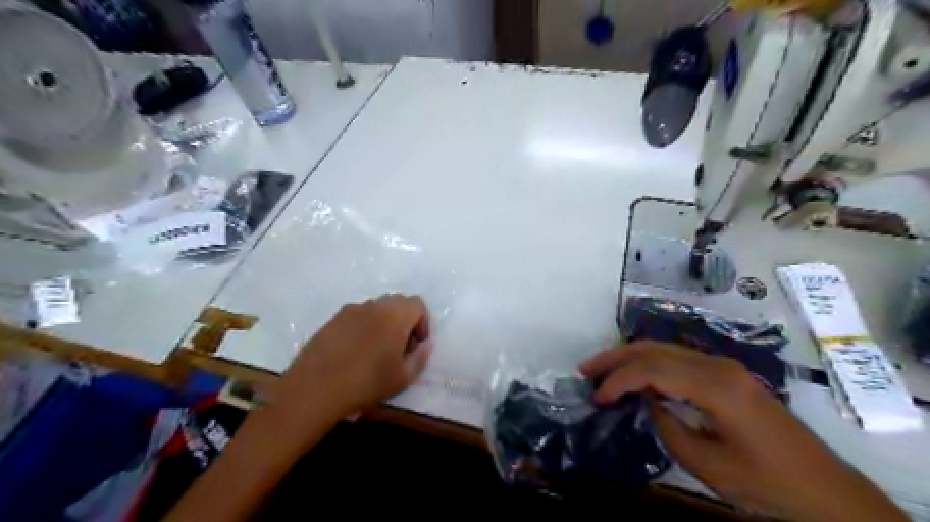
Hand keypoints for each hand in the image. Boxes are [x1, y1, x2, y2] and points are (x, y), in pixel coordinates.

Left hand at [268, 294, 428, 431]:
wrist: (315, 388)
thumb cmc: (367, 382)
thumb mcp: (403, 377)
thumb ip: (421, 357)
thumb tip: (425, 344)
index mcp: (395, 315)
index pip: (418, 304)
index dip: (423, 323)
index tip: (416, 345)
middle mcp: (374, 305)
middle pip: (397, 303)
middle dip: (404, 321)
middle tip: (400, 347)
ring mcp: (351, 310)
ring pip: (376, 308)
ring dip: (383, 322)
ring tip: (376, 350)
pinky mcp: (332, 319)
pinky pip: (357, 316)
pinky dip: (363, 326)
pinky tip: (355, 351)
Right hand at [579, 343, 904, 521]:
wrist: (827, 491)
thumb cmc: (768, 483)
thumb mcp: (709, 465)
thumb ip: (668, 427)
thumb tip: (646, 403)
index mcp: (716, 386)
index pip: (652, 369)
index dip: (618, 380)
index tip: (596, 397)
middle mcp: (717, 365)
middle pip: (655, 349)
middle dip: (616, 357)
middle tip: (586, 371)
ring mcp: (724, 367)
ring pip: (665, 349)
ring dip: (631, 357)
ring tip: (603, 371)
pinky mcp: (727, 375)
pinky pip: (679, 359)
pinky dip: (650, 364)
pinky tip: (637, 377)